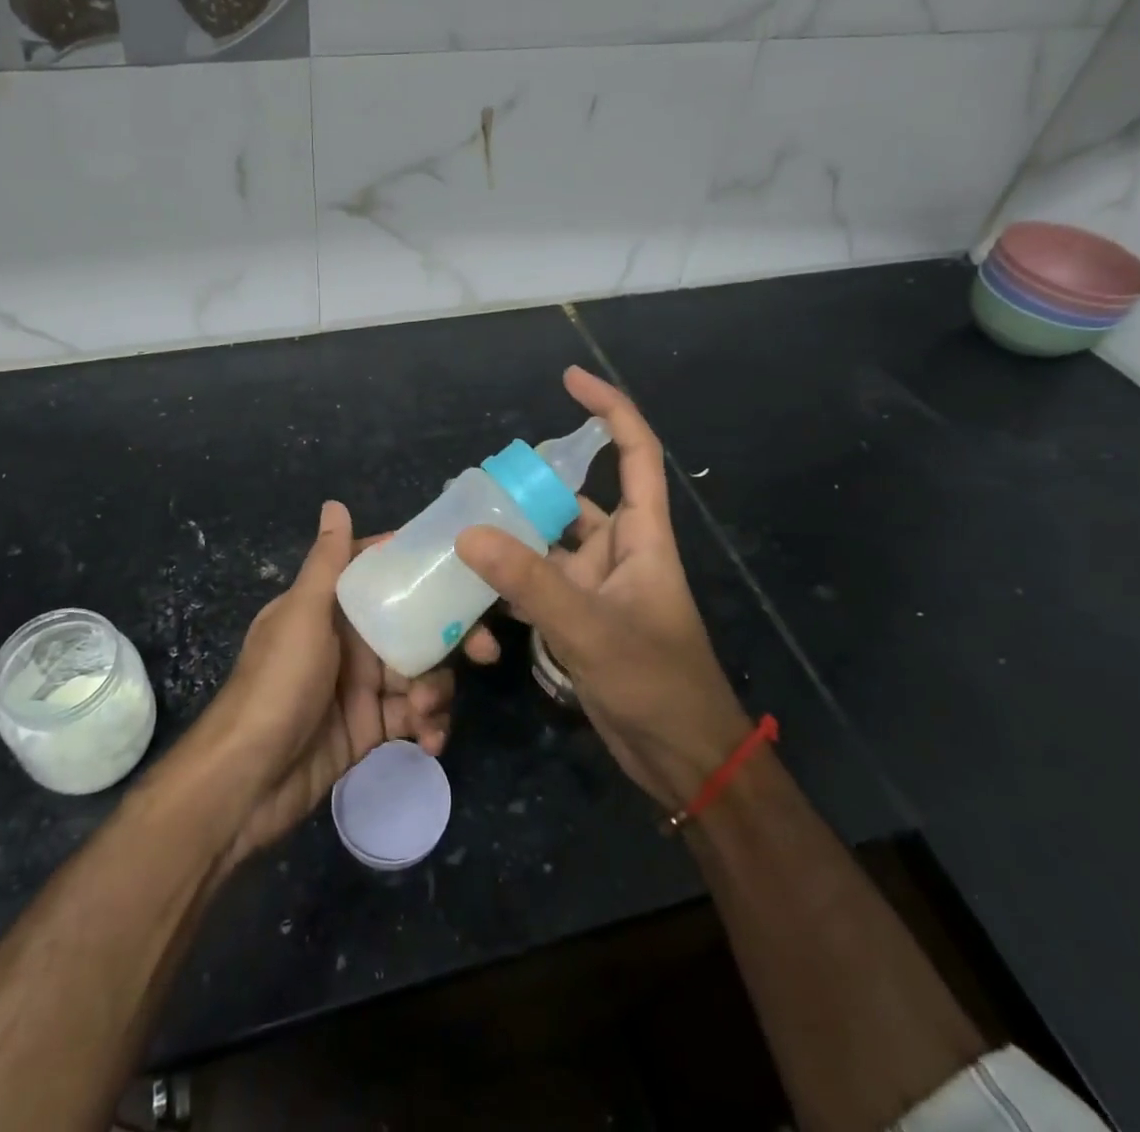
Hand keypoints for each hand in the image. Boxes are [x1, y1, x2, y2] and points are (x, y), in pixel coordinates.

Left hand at [201, 501, 455, 861]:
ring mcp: (364, 685)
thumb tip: (335, 503)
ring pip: (422, 672)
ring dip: (437, 689)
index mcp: (334, 606)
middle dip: (452, 638)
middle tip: (484, 652)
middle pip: (416, 626)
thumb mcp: (302, 616)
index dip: (424, 571)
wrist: (246, 781)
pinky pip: (414, 717)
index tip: (468, 571)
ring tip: (427, 711)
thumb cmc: (276, 685)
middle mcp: (352, 640)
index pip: (385, 575)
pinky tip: (430, 740)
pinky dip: (429, 725)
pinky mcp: (372, 727)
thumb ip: (327, 563)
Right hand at [456, 366, 749, 808]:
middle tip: (474, 483)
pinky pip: (536, 587)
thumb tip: (469, 534)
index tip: (569, 379)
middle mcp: (618, 552)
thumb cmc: (656, 684)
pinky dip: (507, 585)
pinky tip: (470, 591)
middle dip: (529, 487)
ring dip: (511, 541)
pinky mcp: (578, 621)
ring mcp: (596, 588)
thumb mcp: (591, 629)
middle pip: (572, 500)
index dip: (608, 410)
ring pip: (546, 547)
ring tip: (459, 529)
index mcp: (642, 537)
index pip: (633, 454)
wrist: (681, 759)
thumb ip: (530, 583)